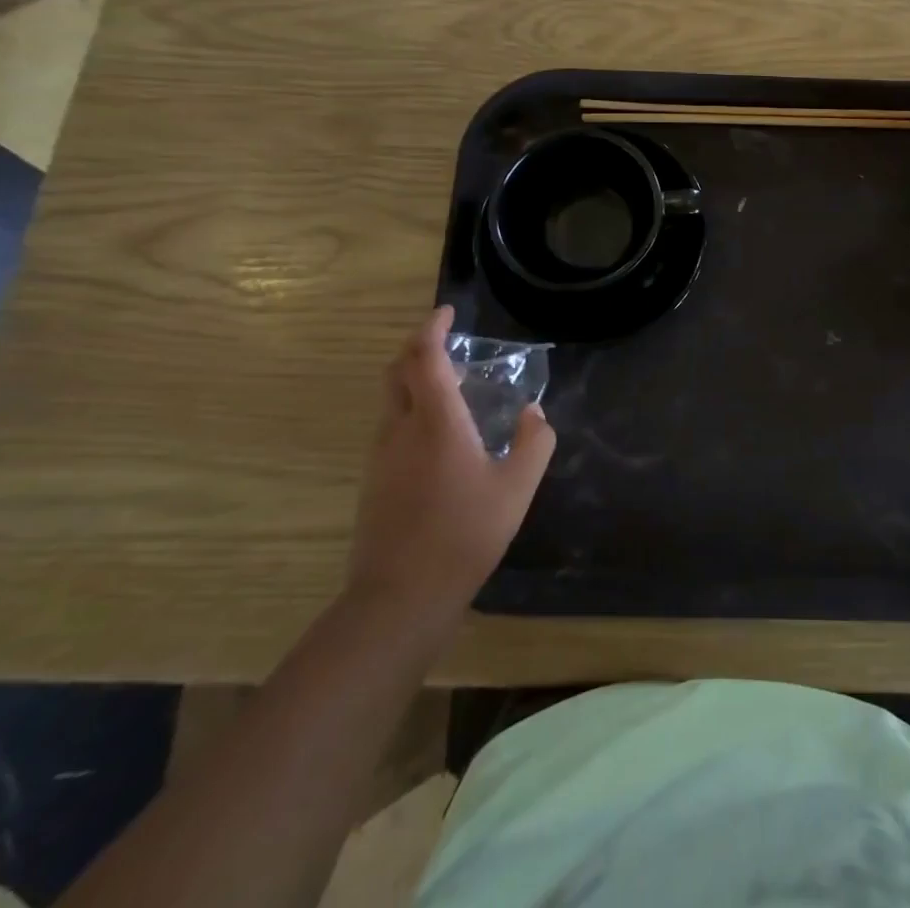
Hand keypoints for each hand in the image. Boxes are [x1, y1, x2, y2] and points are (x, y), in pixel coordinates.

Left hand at [347, 306, 554, 635]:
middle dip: (417, 347)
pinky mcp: (374, 481)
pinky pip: (391, 426)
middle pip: (397, 371)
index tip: (447, 312)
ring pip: (391, 399)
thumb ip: (535, 444)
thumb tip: (535, 414)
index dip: (432, 328)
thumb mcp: (517, 488)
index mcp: (437, 422)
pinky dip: (411, 409)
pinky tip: (439, 434)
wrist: (401, 597)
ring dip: (414, 379)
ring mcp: (381, 456)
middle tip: (445, 342)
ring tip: (450, 385)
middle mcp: (401, 429)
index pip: (424, 357)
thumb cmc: (464, 534)